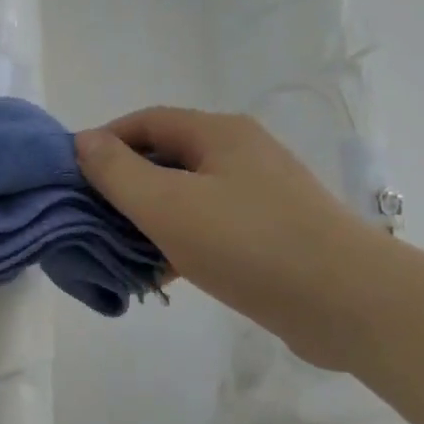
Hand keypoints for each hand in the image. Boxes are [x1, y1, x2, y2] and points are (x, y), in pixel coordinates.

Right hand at [75, 108, 387, 368]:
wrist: (349, 302)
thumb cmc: (248, 243)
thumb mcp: (166, 204)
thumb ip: (117, 171)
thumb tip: (84, 140)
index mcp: (218, 134)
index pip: (146, 121)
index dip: (105, 142)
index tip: (73, 177)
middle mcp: (242, 154)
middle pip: (167, 158)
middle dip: (124, 186)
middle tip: (92, 220)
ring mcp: (262, 195)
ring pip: (188, 197)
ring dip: (150, 220)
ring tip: (121, 253)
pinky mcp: (273, 234)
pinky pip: (212, 228)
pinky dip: (181, 243)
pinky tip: (163, 275)